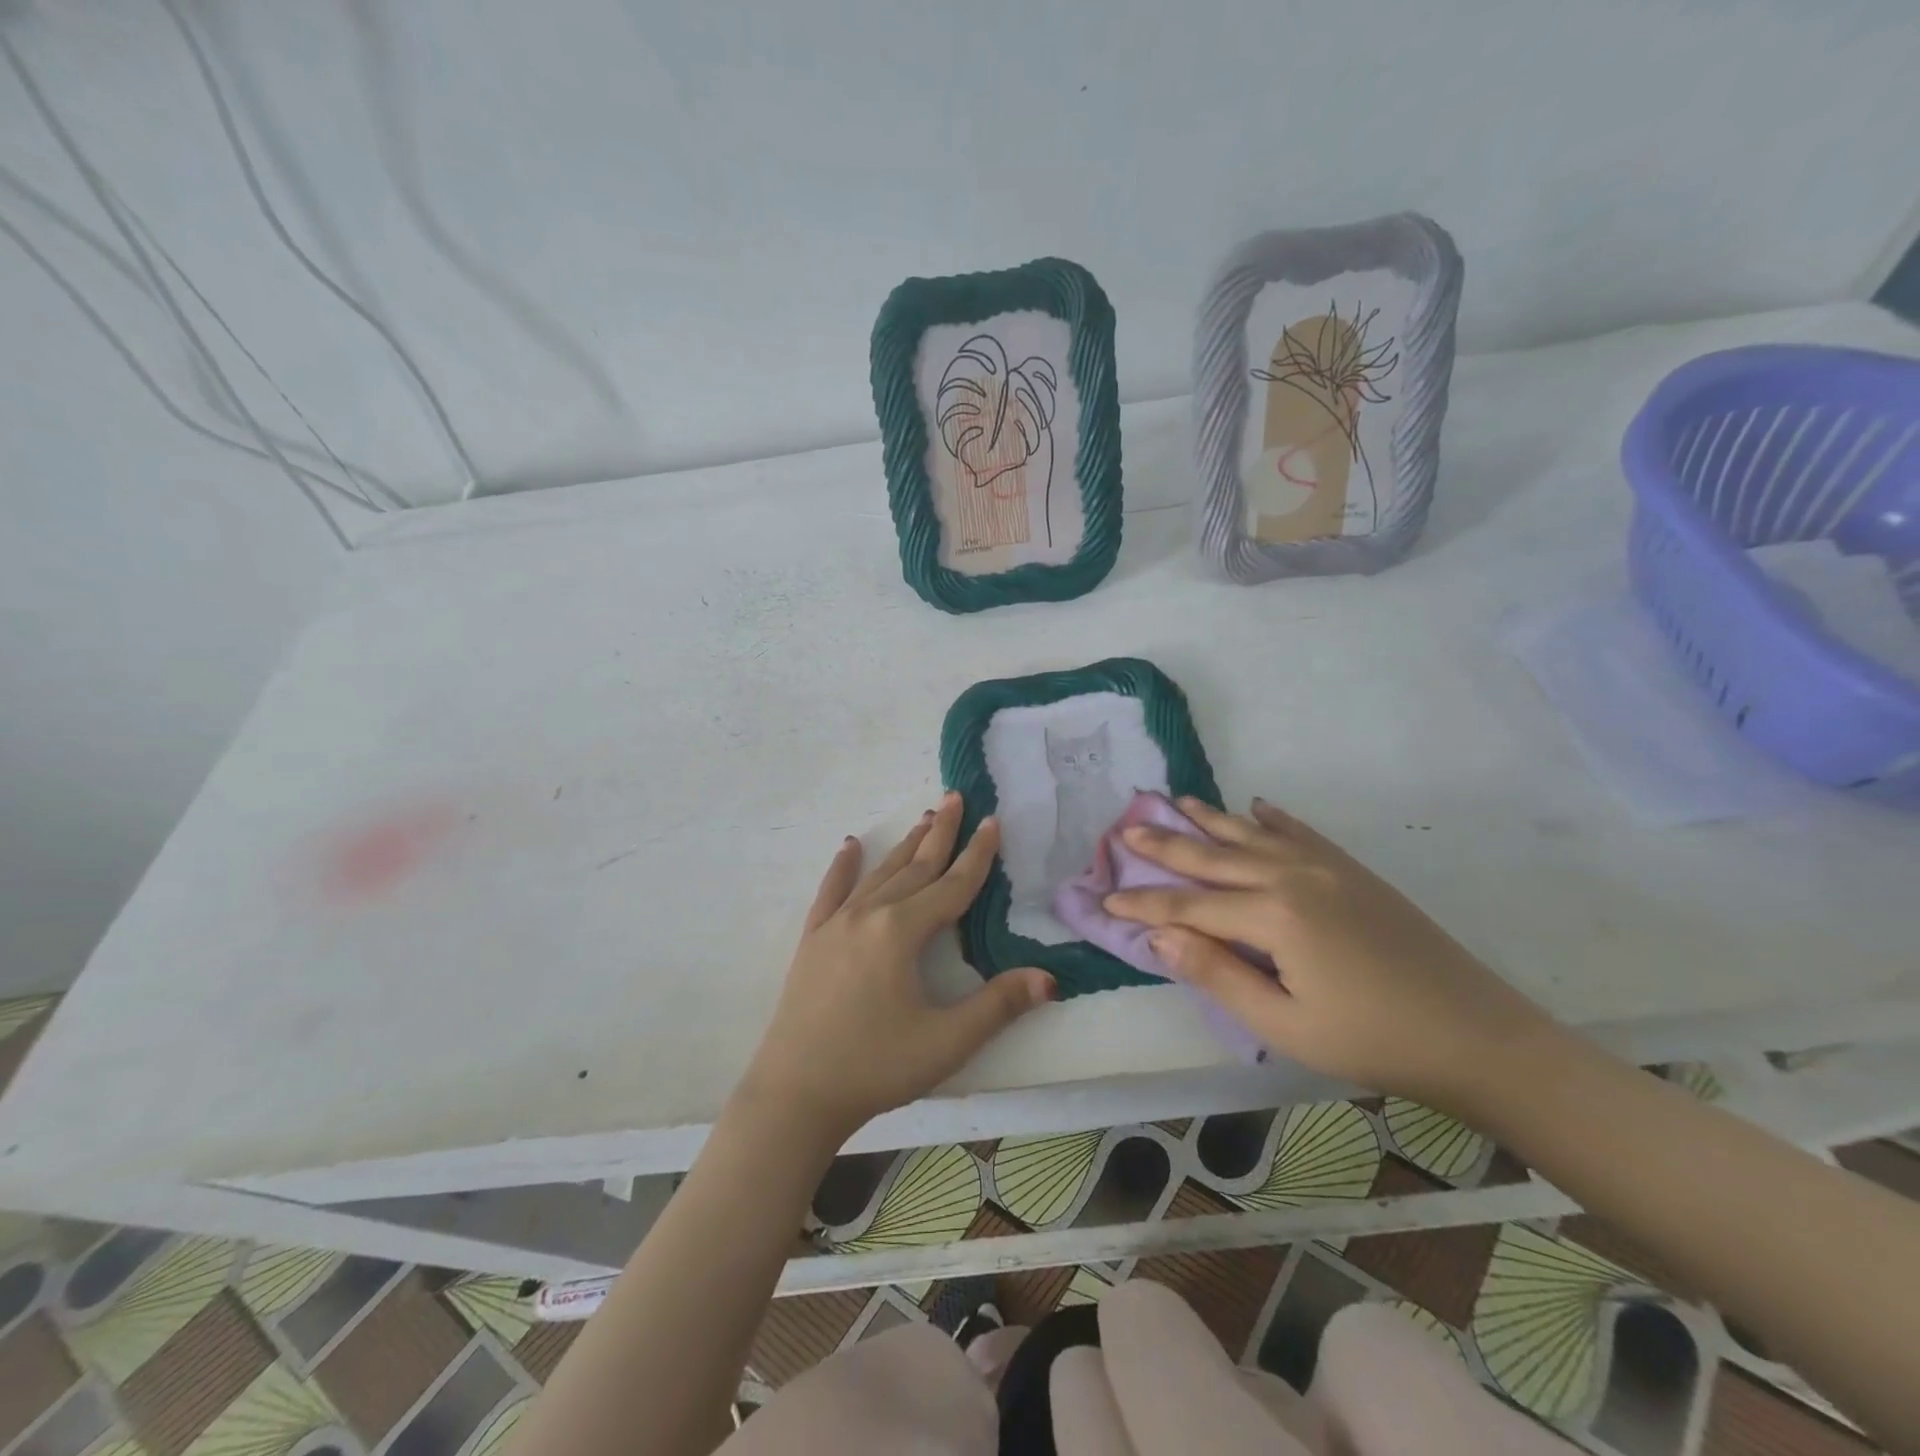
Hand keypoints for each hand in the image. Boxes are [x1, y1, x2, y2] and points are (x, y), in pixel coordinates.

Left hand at [739, 792, 1054, 1140]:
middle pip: (914, 867)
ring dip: (904, 846)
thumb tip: (1049, 978)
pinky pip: (830, 893)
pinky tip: (849, 846)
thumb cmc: (875, 1067)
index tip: (993, 822)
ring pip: (879, 874)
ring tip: (924, 819)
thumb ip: (998, 1005)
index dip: (977, 855)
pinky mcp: (812, 941)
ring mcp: (835, 925)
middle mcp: (869, 915)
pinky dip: (843, 867)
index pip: (951, 886)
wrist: (795, 1094)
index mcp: (901, 932)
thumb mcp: (946, 1041)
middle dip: (940, 833)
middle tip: (956, 798)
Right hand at [1105, 797, 1556, 1110]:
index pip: (1188, 906)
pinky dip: (1272, 819)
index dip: (1144, 906)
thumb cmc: (1372, 1041)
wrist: (1476, 1034)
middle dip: (1165, 845)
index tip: (1105, 900)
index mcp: (1273, 915)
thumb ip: (1217, 974)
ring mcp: (1326, 868)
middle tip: (1125, 828)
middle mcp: (1292, 876)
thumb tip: (1159, 938)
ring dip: (1210, 820)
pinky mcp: (1352, 871)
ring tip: (1176, 801)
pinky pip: (1301, 833)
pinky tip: (1256, 807)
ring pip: (1252, 835)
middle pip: (1213, 856)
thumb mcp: (1284, 1025)